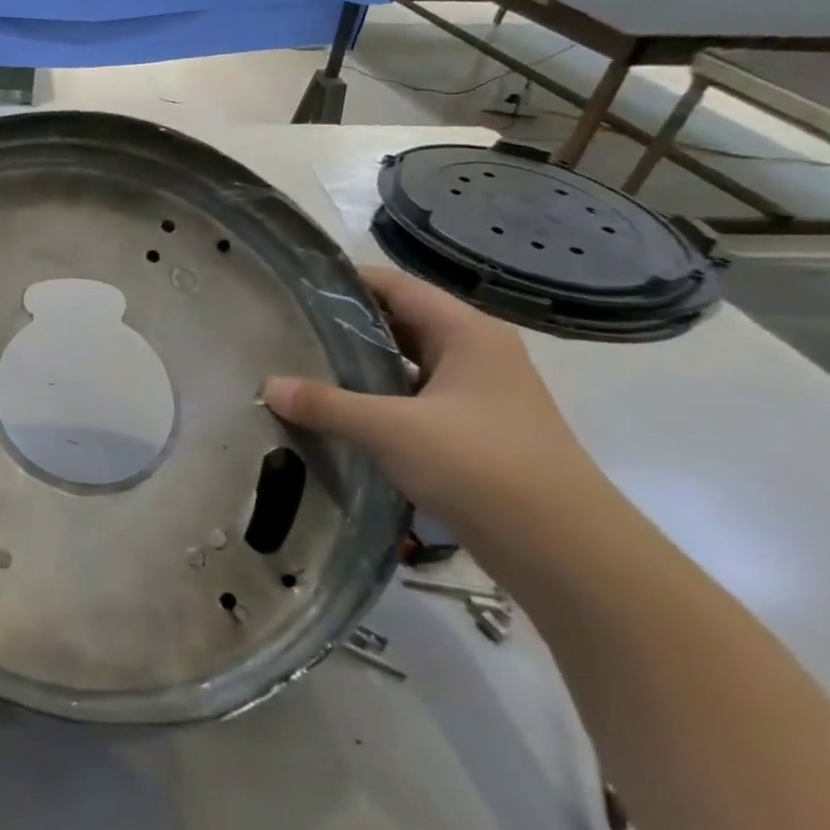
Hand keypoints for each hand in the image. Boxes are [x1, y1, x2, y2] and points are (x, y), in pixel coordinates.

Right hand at [262, 266, 608, 555]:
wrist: (561, 548)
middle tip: (286, 329)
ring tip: (300, 367)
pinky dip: (374, 400)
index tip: (293, 287)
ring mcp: (475, 394)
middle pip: (399, 322)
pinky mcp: (468, 431)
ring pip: (403, 364)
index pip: (396, 286)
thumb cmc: (480, 465)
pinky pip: (409, 400)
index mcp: (467, 333)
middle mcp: (474, 353)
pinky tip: (335, 414)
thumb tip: (268, 387)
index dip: (345, 281)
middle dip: (344, 325)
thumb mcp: (392, 429)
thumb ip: (327, 405)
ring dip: (357, 366)